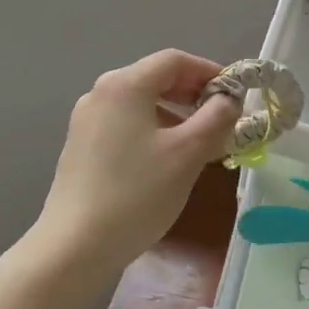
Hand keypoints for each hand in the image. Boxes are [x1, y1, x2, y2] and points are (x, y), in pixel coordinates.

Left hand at [34, 50, 240, 275]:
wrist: (74, 248)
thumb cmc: (137, 194)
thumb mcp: (188, 153)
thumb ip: (216, 117)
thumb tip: (229, 99)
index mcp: (125, 85)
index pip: (175, 60)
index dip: (209, 71)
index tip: (235, 94)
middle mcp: (101, 93)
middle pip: (156, 78)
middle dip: (193, 94)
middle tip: (222, 118)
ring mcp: (87, 120)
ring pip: (141, 103)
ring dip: (176, 114)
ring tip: (200, 143)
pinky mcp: (81, 146)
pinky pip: (126, 123)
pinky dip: (153, 129)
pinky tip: (167, 160)